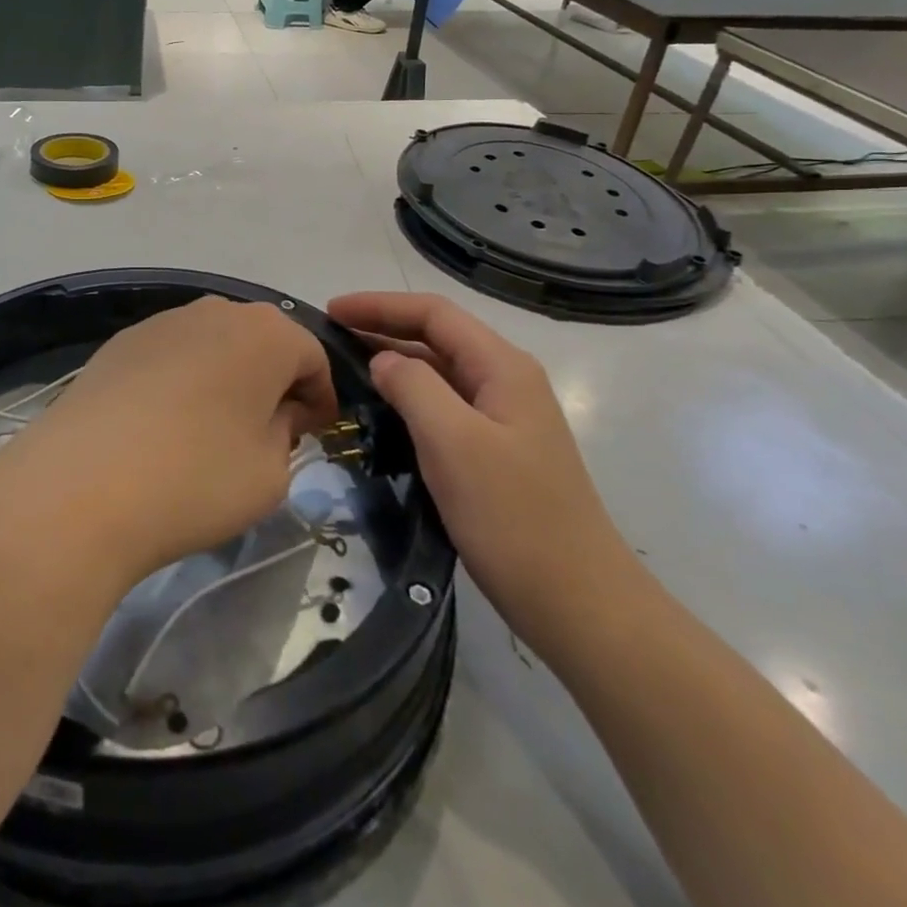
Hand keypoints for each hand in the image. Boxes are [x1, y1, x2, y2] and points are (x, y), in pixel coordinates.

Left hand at [19, 297, 338, 584]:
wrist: (80, 485)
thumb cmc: (196, 478)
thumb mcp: (271, 473)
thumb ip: (287, 434)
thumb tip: (275, 414)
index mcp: (267, 333)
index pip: (313, 358)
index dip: (320, 399)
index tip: (313, 436)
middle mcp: (215, 310)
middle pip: (262, 344)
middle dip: (273, 384)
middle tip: (268, 434)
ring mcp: (162, 322)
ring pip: (214, 346)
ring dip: (226, 380)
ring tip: (212, 430)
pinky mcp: (120, 342)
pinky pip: (171, 357)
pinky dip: (182, 382)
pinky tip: (163, 426)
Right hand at [326, 292, 639, 645]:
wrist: (577, 601)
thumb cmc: (513, 516)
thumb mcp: (454, 443)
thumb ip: (413, 387)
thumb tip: (383, 360)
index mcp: (502, 367)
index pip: (433, 313)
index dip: (379, 305)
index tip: (331, 312)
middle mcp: (506, 380)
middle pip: (437, 336)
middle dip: (383, 328)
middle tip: (330, 337)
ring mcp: (503, 417)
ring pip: (439, 371)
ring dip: (394, 362)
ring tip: (345, 368)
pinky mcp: (497, 450)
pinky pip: (444, 406)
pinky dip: (408, 397)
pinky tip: (381, 412)